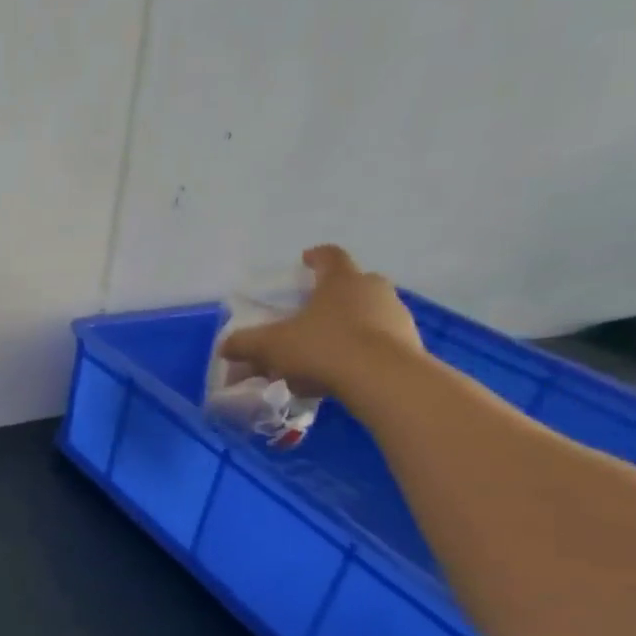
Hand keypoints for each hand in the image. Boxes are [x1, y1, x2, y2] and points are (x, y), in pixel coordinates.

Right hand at [216, 245, 422, 398]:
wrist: (383, 379)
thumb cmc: (323, 348)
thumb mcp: (272, 346)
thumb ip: (245, 344)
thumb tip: (225, 347)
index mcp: (341, 280)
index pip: (329, 256)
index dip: (315, 257)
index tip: (305, 260)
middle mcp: (373, 290)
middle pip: (352, 285)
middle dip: (331, 297)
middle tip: (312, 313)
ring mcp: (396, 316)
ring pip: (367, 314)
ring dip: (347, 326)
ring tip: (324, 351)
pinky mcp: (409, 345)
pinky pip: (379, 342)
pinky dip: (361, 351)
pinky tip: (342, 373)